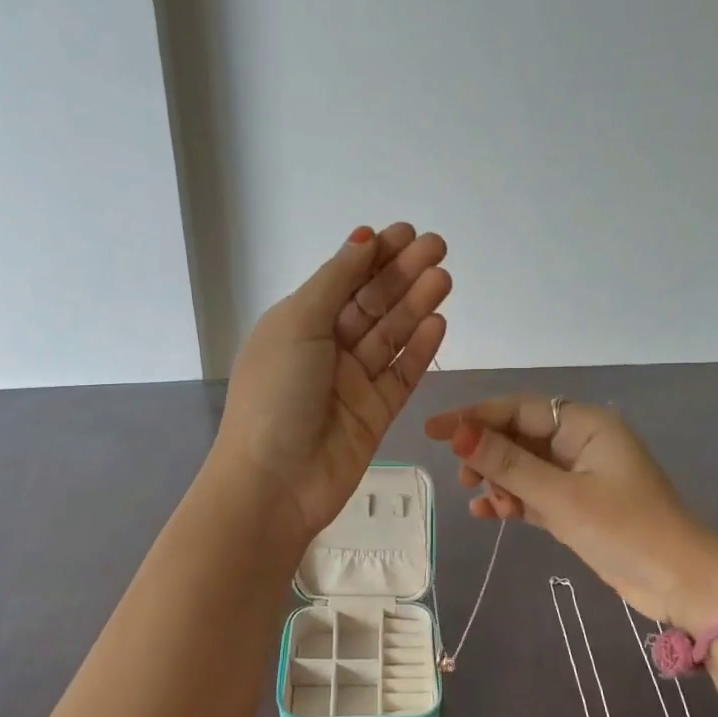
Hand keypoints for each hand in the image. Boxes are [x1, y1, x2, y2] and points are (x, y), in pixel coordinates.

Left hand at [215, 224, 450, 548]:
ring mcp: (353, 384)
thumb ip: (335, 281)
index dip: (374, 255)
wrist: (273, 483)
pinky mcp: (376, 414)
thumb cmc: (275, 394)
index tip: (406, 233)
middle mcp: (326, 349)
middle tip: (438, 248)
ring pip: (391, 336)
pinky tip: (438, 322)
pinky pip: (402, 375)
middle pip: (372, 304)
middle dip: (403, 274)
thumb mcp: (297, 324)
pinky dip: (419, 350)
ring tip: (444, 278)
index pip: (343, 280)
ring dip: (416, 305)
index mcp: (299, 324)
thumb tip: (362, 239)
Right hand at [424, 395, 717, 632]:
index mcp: (584, 424)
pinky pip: (533, 492)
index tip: (433, 430)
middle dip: (487, 454)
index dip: (473, 416)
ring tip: (484, 502)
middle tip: (463, 477)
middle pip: (518, 435)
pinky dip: (511, 500)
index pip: (518, 408)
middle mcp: (580, 442)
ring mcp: (578, 475)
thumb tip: (458, 433)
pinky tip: (486, 512)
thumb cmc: (625, 530)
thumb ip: (507, 464)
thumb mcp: (560, 496)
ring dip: (499, 481)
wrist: (682, 584)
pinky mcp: (576, 505)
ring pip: (522, 466)